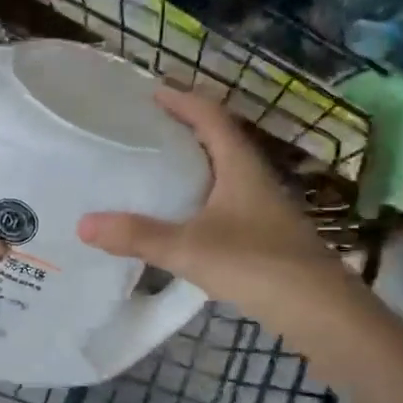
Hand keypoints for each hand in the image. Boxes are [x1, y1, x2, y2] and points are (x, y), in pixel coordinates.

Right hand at [77, 87, 343, 311]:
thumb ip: (138, 235)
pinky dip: (201, 193)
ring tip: (157, 165)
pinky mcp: (265, 232)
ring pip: (224, 170)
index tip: (152, 92)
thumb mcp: (189, 248)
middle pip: (219, 139)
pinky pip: (226, 198)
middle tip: (146, 126)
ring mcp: (264, 206)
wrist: (320, 310)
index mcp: (240, 166)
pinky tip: (183, 214)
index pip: (211, 116)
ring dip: (195, 161)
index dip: (183, 100)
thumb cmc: (256, 265)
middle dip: (185, 127)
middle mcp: (254, 178)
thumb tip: (82, 224)